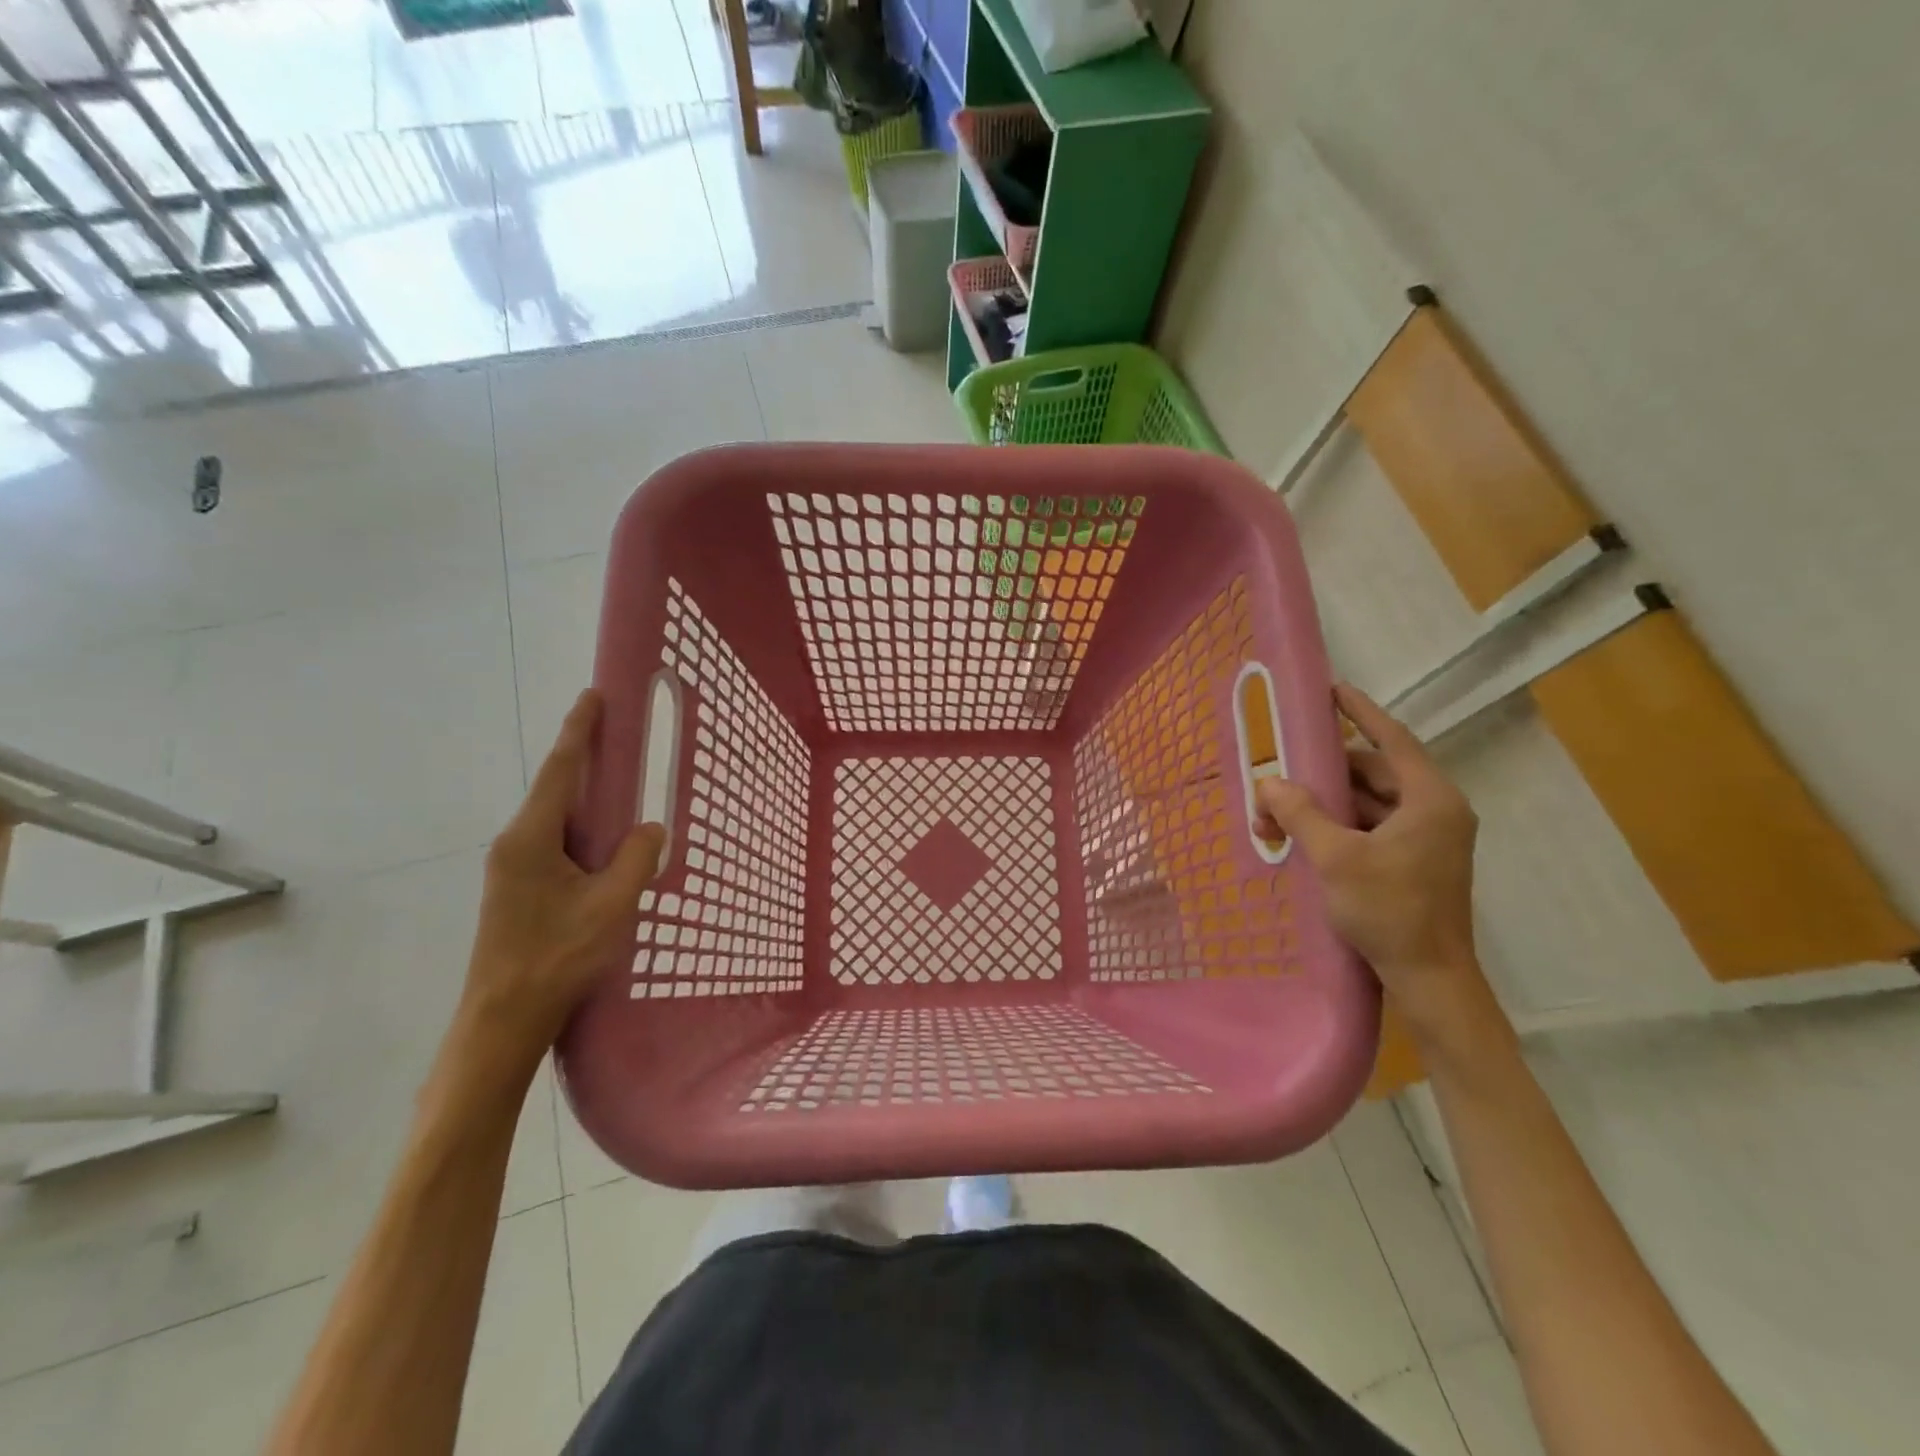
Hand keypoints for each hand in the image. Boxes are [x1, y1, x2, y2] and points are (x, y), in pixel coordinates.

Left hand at [454, 690, 664, 1076]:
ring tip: (621, 786)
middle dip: (586, 758)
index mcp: (532, 839)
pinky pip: (555, 843)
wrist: (502, 1020)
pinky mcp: (518, 890)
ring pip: (556, 819)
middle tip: (618, 735)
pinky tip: (604, 843)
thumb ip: (635, 860)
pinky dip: (582, 829)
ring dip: (586, 798)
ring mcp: (512, 869)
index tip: (593, 696)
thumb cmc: (556, 958)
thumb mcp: (610, 906)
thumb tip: (650, 829)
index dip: (579, 731)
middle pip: (556, 789)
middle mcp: (515, 844)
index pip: (561, 771)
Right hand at [1254, 683, 1490, 1039]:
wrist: (1429, 979)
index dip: (1360, 712)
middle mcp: (1433, 810)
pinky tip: (1300, 836)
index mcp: (1430, 799)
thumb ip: (1301, 813)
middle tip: (1281, 770)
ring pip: (1367, 803)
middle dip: (1323, 774)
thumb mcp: (1336, 857)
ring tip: (1277, 813)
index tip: (1332, 690)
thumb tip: (1269, 781)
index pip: (1391, 740)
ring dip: (1324, 805)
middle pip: (1373, 772)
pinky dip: (1336, 827)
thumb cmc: (1390, 910)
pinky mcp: (1413, 860)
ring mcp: (1425, 838)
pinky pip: (1370, 827)